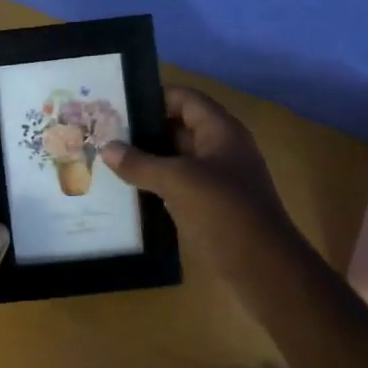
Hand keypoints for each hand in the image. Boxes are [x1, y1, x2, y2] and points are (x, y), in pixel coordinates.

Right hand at [102, 86, 290, 250]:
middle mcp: (220, 149)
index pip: (184, 99)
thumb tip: (107, 148)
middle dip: (143, 130)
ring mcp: (217, 180)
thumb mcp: (179, 182)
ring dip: (147, 160)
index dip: (153, 97)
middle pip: (178, 127)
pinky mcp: (211, 207)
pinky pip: (178, 186)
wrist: (264, 269)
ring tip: (106, 160)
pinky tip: (127, 191)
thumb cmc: (225, 213)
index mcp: (221, 131)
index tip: (116, 105)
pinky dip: (155, 185)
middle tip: (102, 134)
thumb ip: (141, 163)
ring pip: (176, 160)